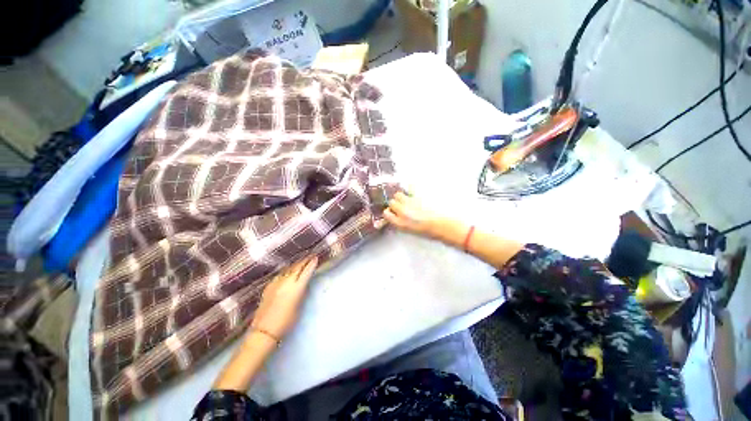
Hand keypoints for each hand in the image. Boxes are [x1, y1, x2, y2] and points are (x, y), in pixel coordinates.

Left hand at [251, 256, 317, 340]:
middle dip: (305, 260)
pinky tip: (288, 270)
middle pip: (297, 267)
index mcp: (296, 288)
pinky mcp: (268, 286)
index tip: (316, 257)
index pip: (306, 271)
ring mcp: (276, 283)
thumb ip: (301, 293)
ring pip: (288, 269)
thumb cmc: (286, 322)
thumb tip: (303, 284)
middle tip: (310, 255)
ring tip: (301, 260)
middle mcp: (286, 282)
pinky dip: (286, 270)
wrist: (264, 330)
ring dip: (296, 264)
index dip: (312, 263)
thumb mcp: (299, 307)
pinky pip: (280, 274)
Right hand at [384, 192, 445, 237]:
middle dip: (395, 204)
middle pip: (392, 202)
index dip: (389, 212)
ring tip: (407, 199)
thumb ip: (401, 223)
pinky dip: (410, 188)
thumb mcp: (411, 231)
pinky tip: (414, 191)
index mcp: (400, 223)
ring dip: (401, 197)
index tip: (392, 212)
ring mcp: (410, 202)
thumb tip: (396, 217)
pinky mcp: (418, 195)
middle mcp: (403, 212)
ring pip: (398, 195)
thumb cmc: (429, 231)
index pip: (386, 214)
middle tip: (401, 206)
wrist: (443, 225)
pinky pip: (410, 188)